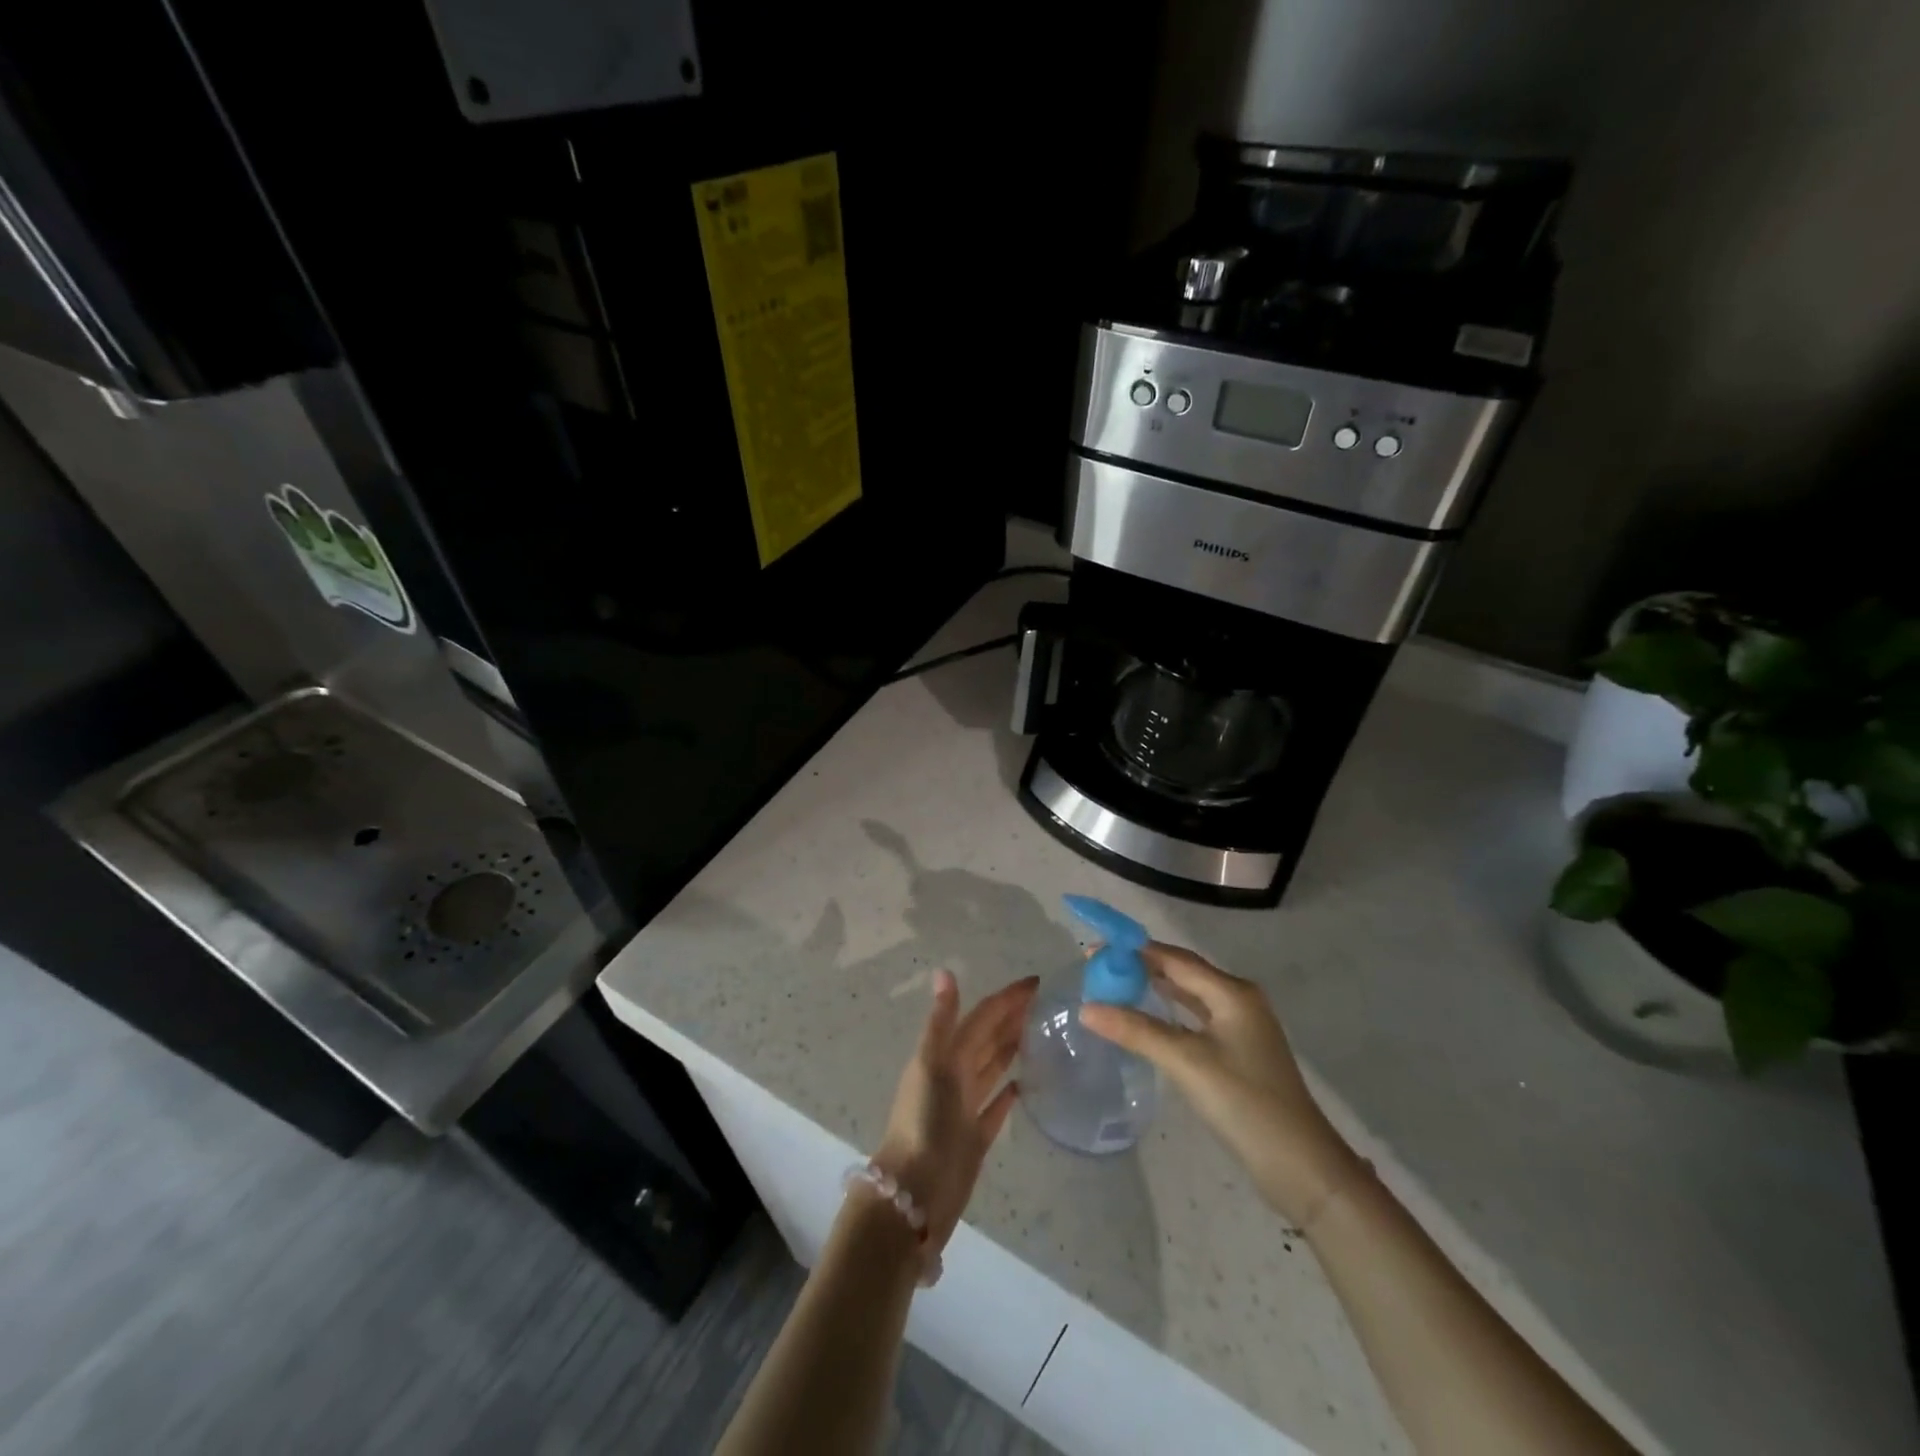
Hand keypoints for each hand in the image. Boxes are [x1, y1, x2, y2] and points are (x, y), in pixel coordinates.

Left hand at [872, 970, 1036, 1253]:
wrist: (913, 1194)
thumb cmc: (922, 1123)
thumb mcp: (929, 1064)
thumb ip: (941, 1020)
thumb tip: (945, 970)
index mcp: (945, 1054)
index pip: (982, 1016)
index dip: (1006, 998)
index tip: (1037, 982)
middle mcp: (955, 1075)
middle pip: (988, 1038)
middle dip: (1012, 1017)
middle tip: (1047, 1002)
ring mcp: (965, 1106)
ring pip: (993, 1068)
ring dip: (1011, 1048)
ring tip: (1041, 1032)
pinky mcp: (975, 1137)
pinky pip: (996, 1107)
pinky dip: (1008, 1093)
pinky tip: (1026, 1084)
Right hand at [1081, 943, 1358, 1223]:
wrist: (1301, 1166)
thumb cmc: (1245, 1104)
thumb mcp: (1187, 1063)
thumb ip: (1136, 1031)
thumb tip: (1086, 1008)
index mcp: (1232, 993)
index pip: (1175, 959)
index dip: (1134, 951)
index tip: (1094, 950)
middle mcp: (1238, 1000)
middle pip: (1182, 973)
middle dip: (1141, 967)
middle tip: (1097, 969)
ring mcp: (1240, 1028)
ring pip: (1189, 996)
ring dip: (1153, 989)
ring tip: (1114, 987)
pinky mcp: (1238, 1053)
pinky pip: (1195, 1019)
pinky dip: (1168, 1014)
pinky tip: (1146, 1020)